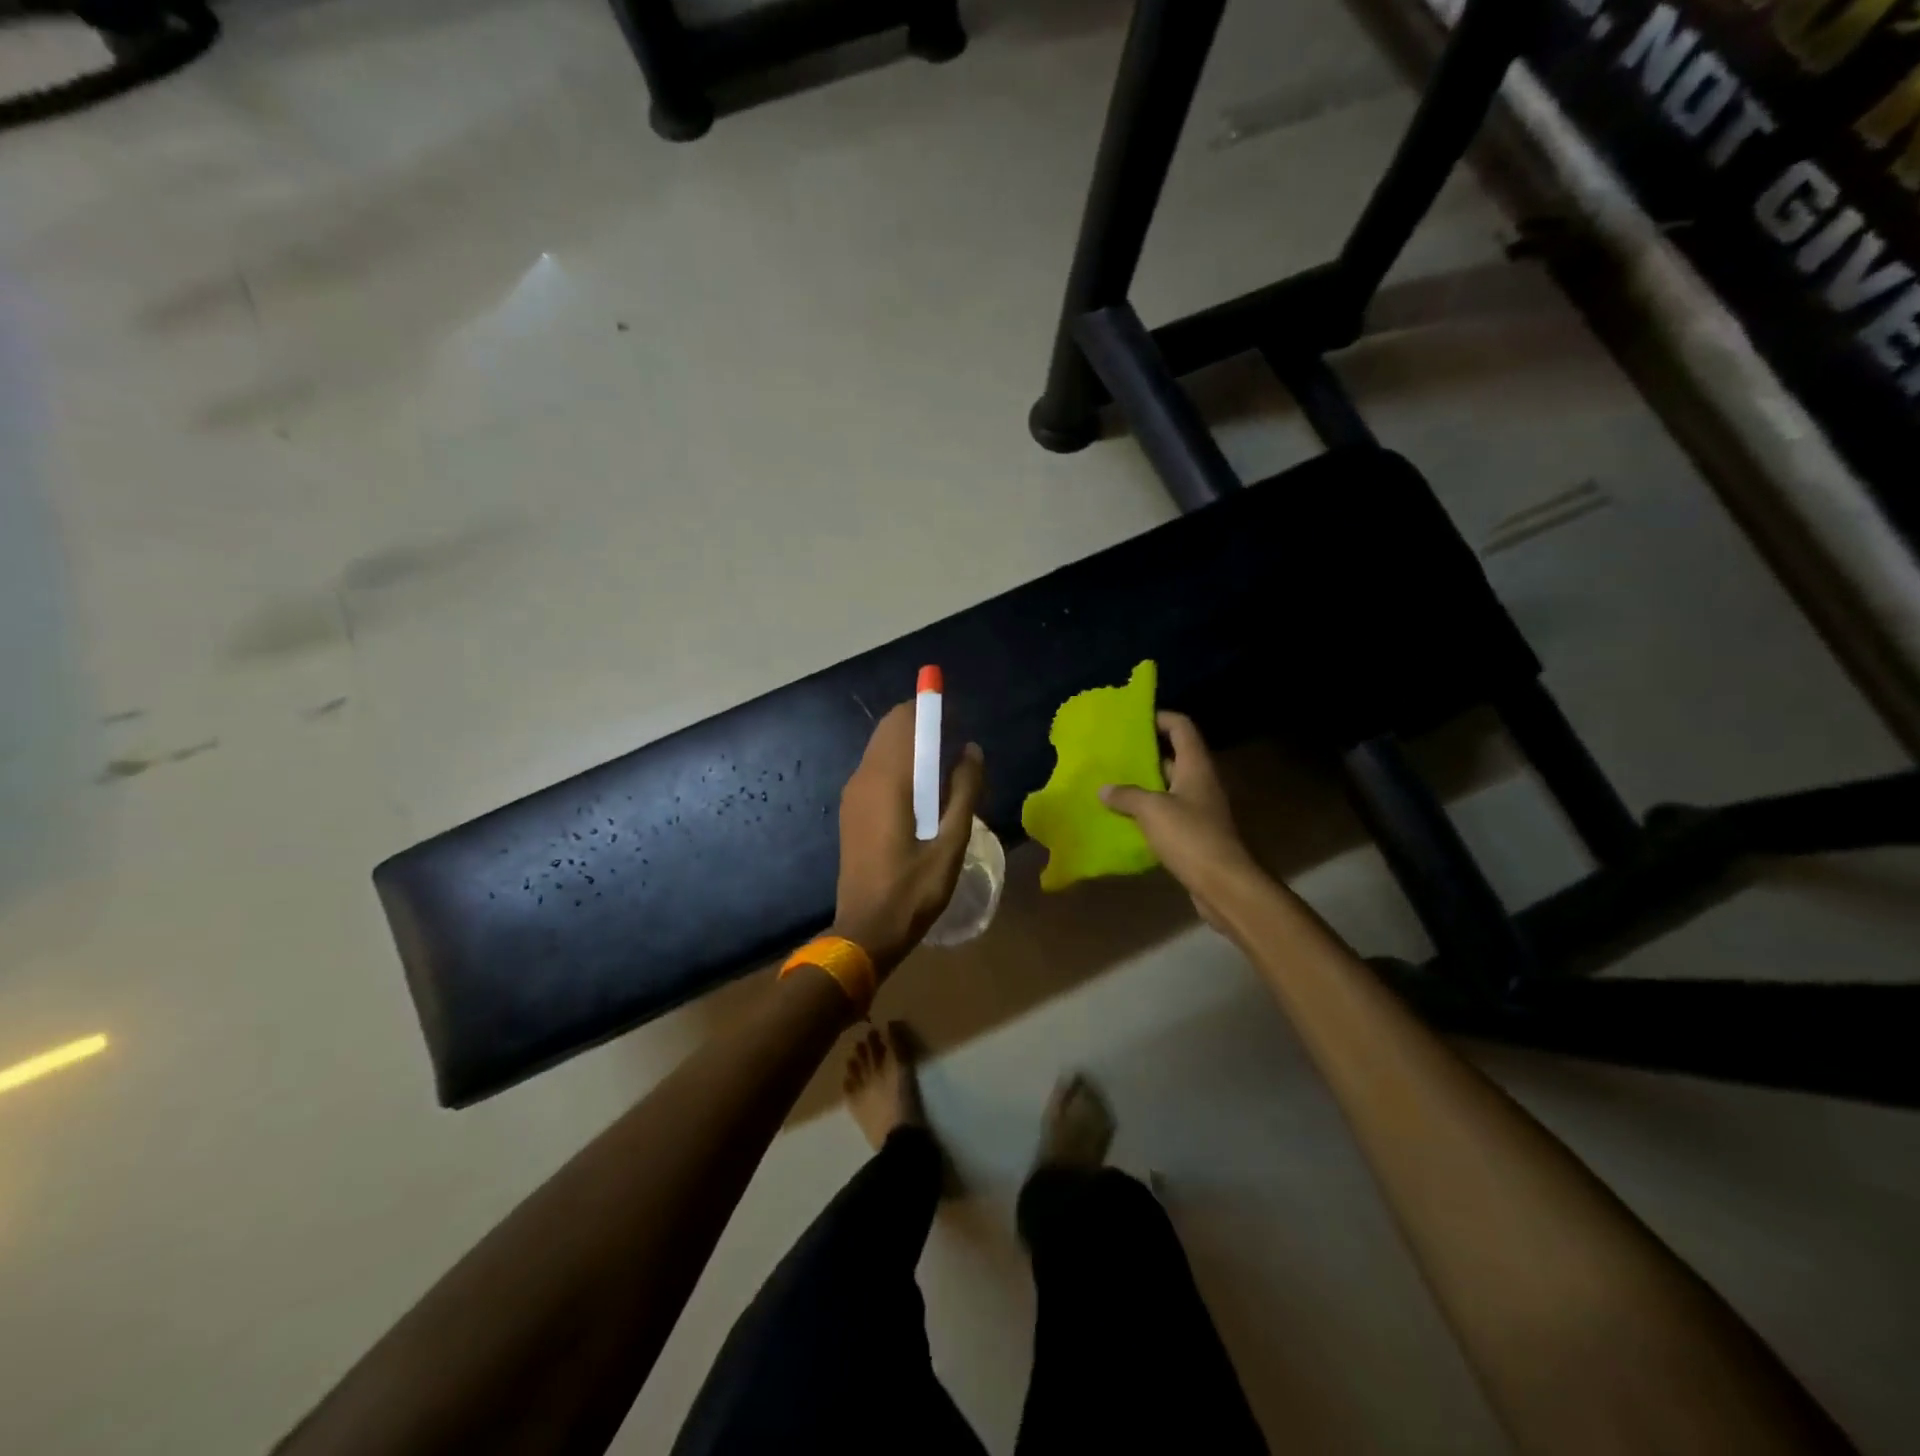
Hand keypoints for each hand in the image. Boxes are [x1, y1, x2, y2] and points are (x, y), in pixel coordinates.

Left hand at [833, 702, 985, 977]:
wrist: (865, 932)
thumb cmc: (913, 891)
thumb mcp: (951, 843)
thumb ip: (965, 792)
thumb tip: (971, 750)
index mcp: (888, 780)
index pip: (906, 721)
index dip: (931, 707)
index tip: (958, 713)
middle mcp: (864, 777)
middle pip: (891, 728)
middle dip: (923, 724)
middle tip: (957, 746)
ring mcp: (853, 793)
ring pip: (882, 748)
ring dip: (912, 745)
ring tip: (946, 769)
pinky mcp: (851, 809)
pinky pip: (876, 768)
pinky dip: (900, 763)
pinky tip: (923, 791)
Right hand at [1100, 712, 1256, 928]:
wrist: (1224, 885)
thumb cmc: (1190, 837)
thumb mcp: (1152, 810)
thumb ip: (1126, 795)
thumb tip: (1104, 789)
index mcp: (1196, 766)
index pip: (1181, 727)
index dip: (1160, 717)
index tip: (1132, 719)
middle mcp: (1200, 782)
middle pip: (1174, 756)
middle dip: (1144, 752)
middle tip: (1113, 751)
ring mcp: (1200, 809)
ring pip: (1168, 786)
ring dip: (1143, 783)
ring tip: (1110, 782)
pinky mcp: (1195, 833)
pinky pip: (1168, 812)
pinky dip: (1147, 811)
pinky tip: (1123, 816)